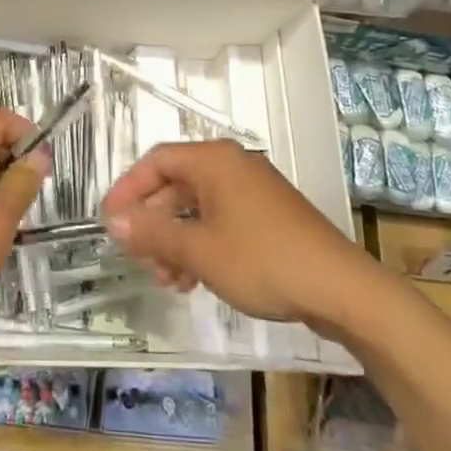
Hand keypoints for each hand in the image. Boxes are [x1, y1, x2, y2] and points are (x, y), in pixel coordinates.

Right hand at [101, 140, 366, 324]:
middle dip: (154, 223)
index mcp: (214, 161)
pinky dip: (201, 244)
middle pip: (176, 185)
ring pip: (198, 207)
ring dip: (176, 240)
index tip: (109, 220)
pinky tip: (196, 280)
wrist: (341, 289)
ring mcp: (253, 191)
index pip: (157, 161)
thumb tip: (114, 221)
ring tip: (169, 280)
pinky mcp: (268, 216)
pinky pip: (221, 220)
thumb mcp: (199, 250)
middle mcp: (232, 166)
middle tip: (140, 259)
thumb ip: (153, 233)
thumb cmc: (263, 261)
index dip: (128, 189)